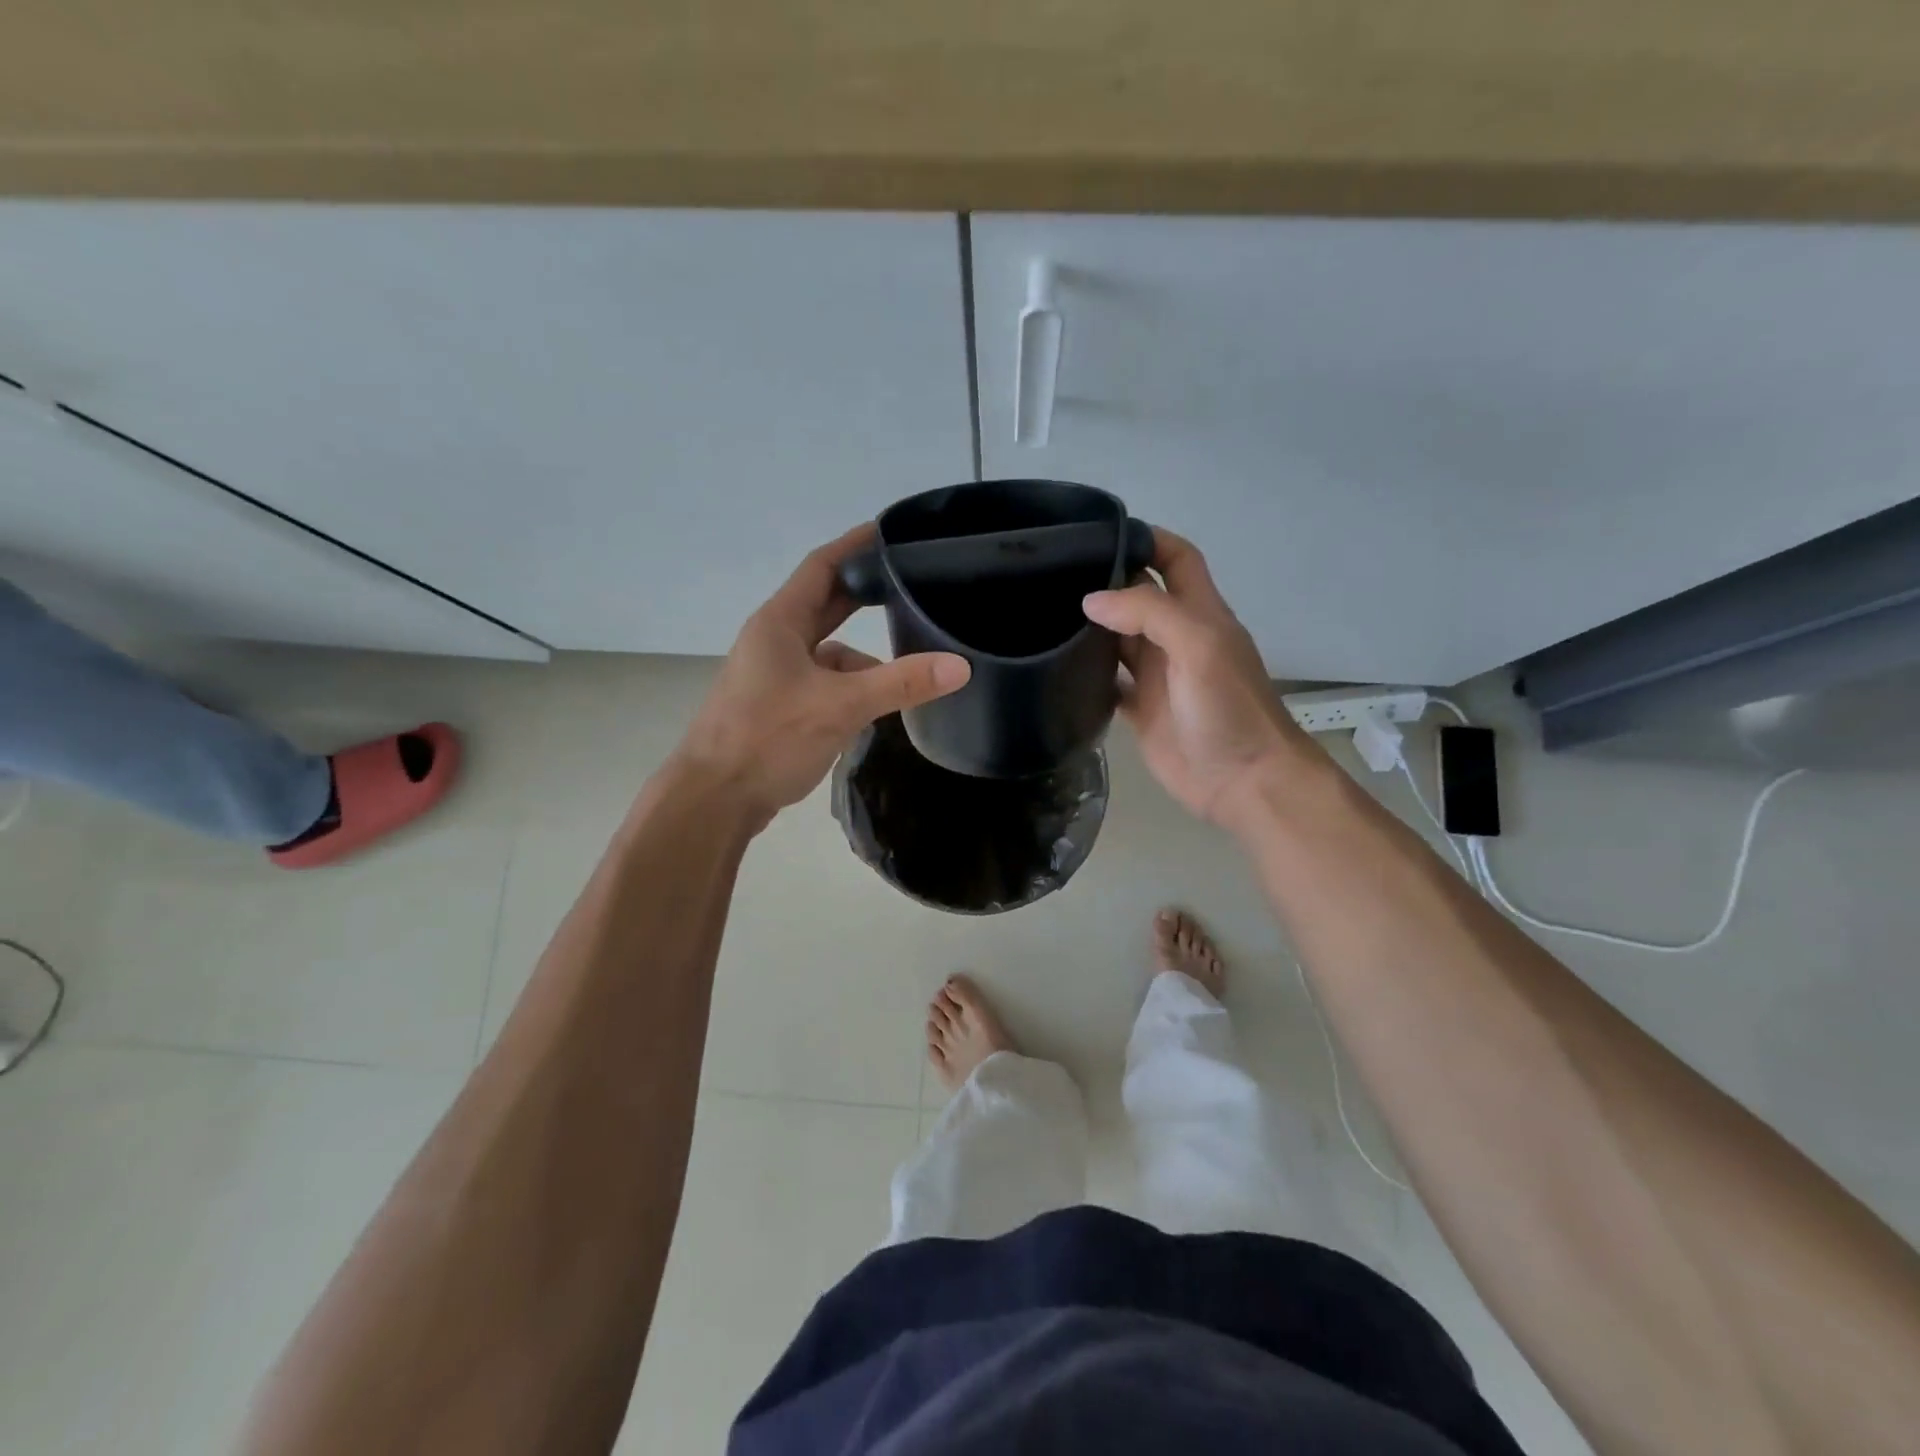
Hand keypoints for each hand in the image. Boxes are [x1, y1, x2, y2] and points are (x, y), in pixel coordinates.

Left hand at [675, 524, 970, 826]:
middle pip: (826, 606)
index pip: (822, 566)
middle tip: (911, 587)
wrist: (713, 799)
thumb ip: (901, 683)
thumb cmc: (768, 738)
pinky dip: (849, 692)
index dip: (855, 545)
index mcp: (780, 622)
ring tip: (905, 677)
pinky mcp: (778, 708)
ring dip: (862, 663)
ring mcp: (774, 676)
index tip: (890, 531)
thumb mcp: (842, 706)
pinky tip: (873, 713)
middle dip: (865, 599)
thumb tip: (960, 665)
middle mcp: (775, 641)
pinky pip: (823, 685)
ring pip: (828, 655)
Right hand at [1083, 528, 1308, 827]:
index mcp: (1199, 613)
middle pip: (1140, 597)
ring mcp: (1158, 676)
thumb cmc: (1228, 707)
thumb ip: (1149, 613)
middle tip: (1054, 574)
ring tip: (1043, 614)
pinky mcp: (1141, 711)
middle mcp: (1176, 639)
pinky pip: (1109, 684)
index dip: (1148, 539)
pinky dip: (1087, 675)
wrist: (1242, 780)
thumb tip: (1091, 601)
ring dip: (1091, 628)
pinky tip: (1056, 668)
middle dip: (1106, 582)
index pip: (1177, 559)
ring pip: (1119, 640)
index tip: (1101, 533)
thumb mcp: (1198, 645)